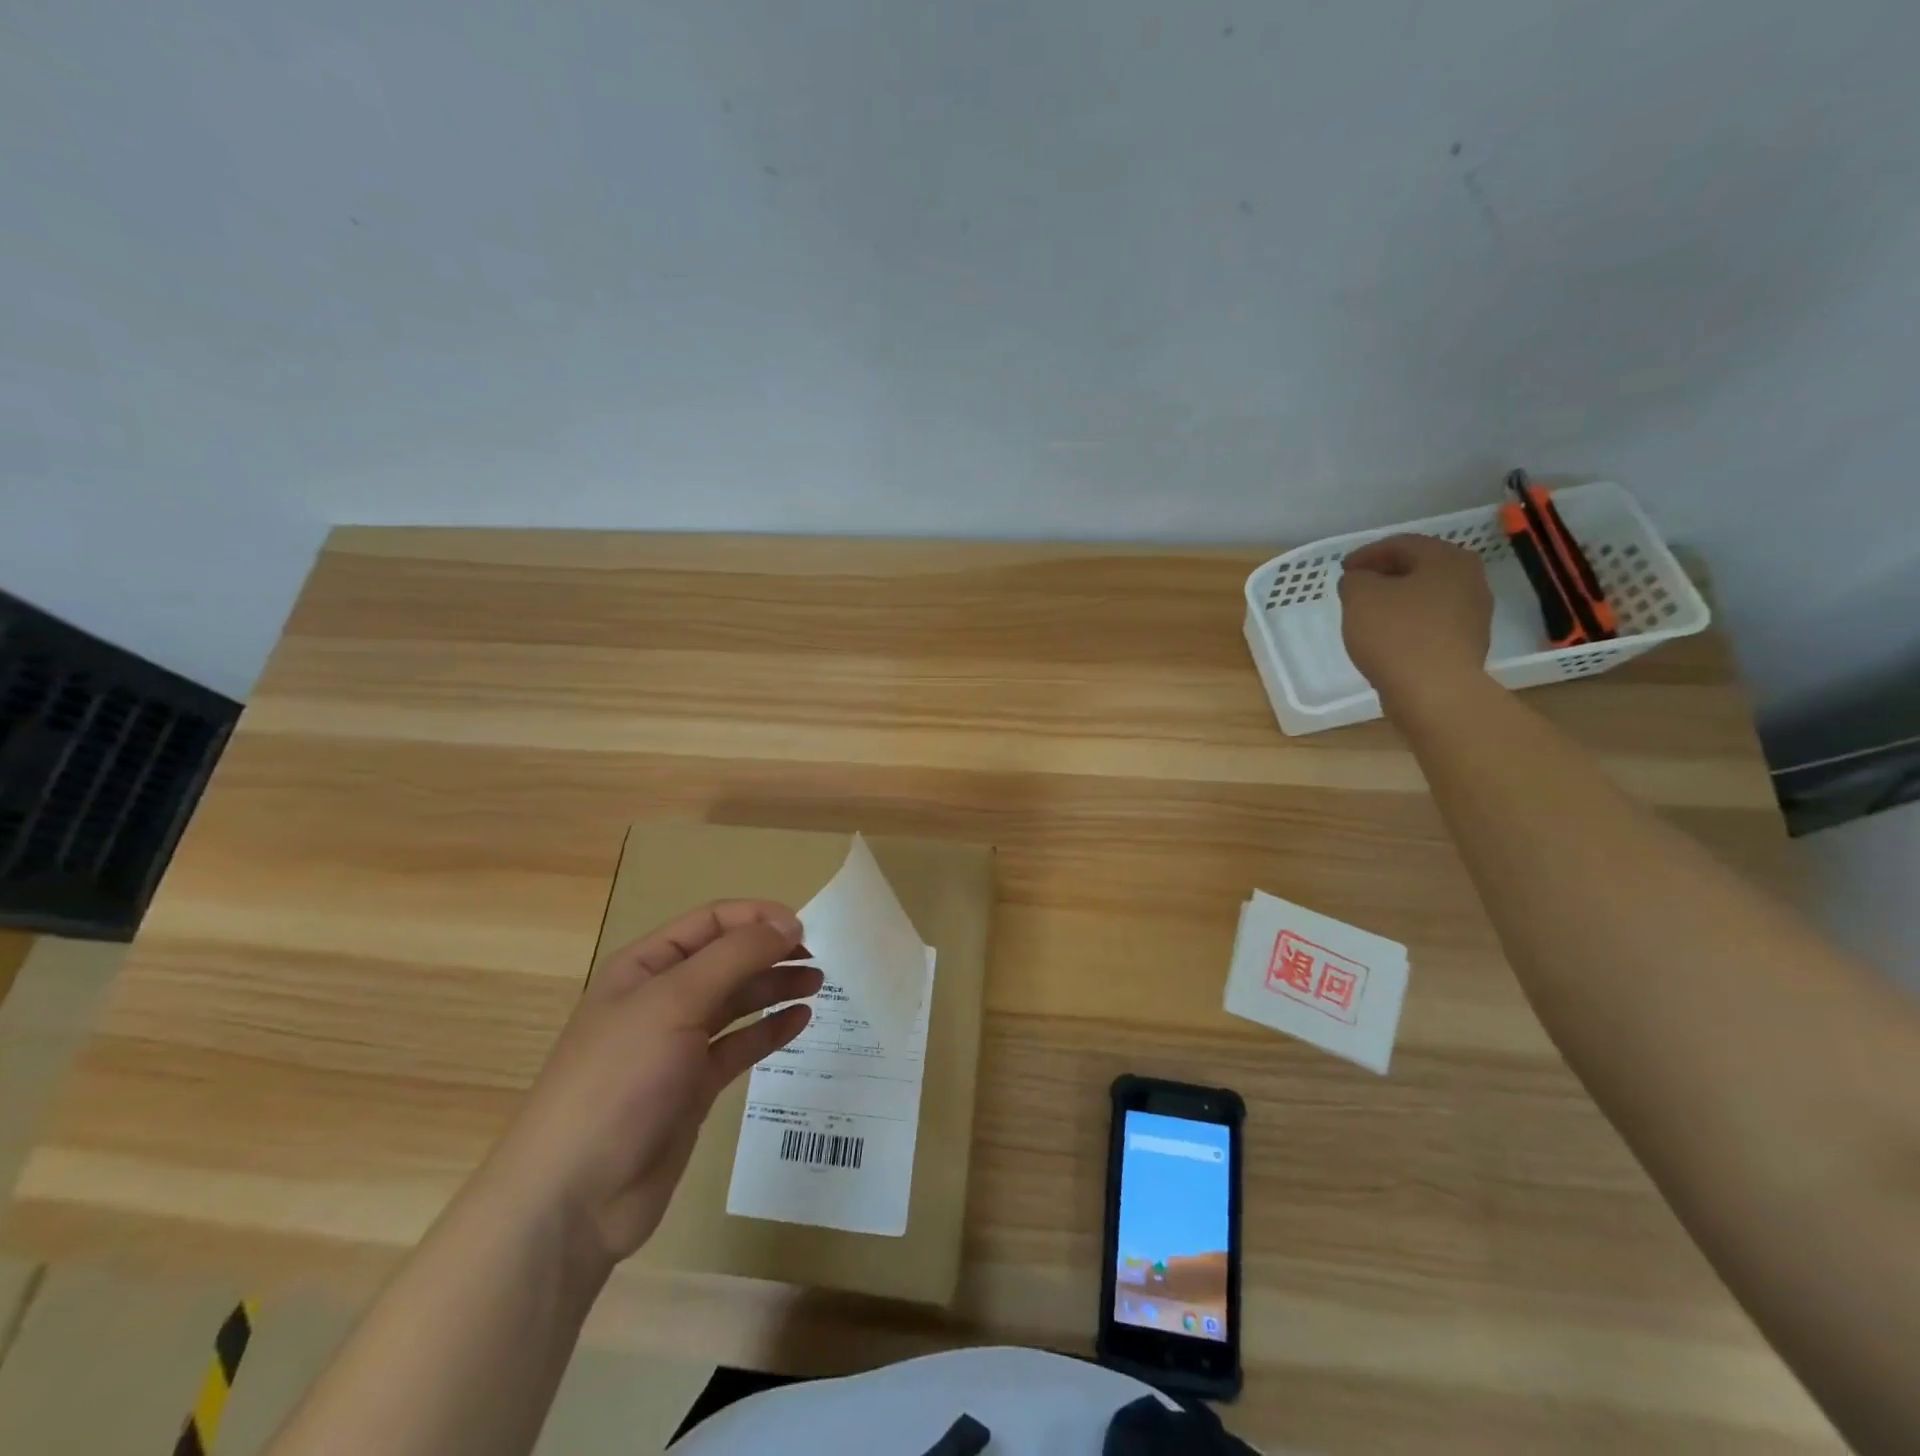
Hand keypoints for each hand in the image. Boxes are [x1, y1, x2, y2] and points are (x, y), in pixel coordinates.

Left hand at [481, 901, 821, 1268]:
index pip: (710, 922)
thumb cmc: (619, 1081)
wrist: (574, 1197)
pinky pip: (739, 1046)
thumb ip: (735, 956)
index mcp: (645, 967)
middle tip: (819, 958)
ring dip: (776, 987)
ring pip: (737, 1002)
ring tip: (817, 983)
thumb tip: (788, 922)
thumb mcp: (675, 1002)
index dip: (757, 918)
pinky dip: (769, 1030)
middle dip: (771, 952)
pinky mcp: (693, 1087)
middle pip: (727, 960)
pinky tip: (800, 1021)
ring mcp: (677, 1045)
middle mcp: (662, 999)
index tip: (803, 927)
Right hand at [1338, 534, 1493, 709]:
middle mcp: (1470, 580)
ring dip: (1398, 600)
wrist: (1435, 691)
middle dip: (1385, 575)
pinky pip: (1432, 623)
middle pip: (1420, 568)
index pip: (1402, 544)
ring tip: (1369, 615)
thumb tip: (1361, 580)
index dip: (1367, 554)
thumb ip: (1355, 579)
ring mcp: (1474, 614)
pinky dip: (1408, 623)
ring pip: (1427, 596)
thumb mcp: (1360, 597)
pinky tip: (1388, 638)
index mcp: (1448, 559)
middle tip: (1356, 588)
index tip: (1343, 569)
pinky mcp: (1467, 643)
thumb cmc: (1396, 634)